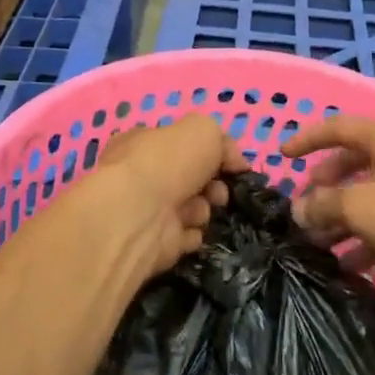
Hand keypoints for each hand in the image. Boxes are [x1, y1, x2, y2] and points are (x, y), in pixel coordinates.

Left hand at [93, 116, 248, 275]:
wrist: (139, 214)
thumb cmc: (167, 161)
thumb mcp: (203, 130)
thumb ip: (223, 141)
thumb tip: (235, 162)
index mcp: (143, 143)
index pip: (180, 146)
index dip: (209, 153)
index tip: (231, 165)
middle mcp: (141, 176)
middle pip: (189, 179)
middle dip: (211, 185)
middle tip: (218, 192)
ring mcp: (146, 211)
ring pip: (190, 209)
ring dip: (202, 210)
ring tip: (198, 212)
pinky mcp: (154, 243)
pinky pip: (184, 238)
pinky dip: (192, 235)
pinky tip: (190, 231)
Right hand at [281, 117, 374, 284]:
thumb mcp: (362, 208)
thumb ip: (324, 206)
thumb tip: (298, 209)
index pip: (336, 127)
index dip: (306, 138)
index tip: (282, 155)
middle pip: (353, 162)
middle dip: (325, 185)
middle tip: (305, 205)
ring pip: (371, 193)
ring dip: (344, 216)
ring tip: (321, 243)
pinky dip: (369, 234)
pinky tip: (353, 263)